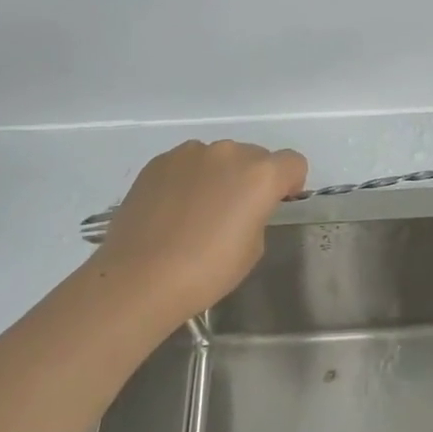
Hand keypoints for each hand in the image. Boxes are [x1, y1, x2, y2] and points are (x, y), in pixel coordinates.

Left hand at [81, 139, 307, 329]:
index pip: (293, 163)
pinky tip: (173, 209)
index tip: (275, 204)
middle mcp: (229, 153)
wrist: (140, 278)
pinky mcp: (159, 161)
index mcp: (261, 175)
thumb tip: (242, 207)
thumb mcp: (253, 248)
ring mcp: (190, 153)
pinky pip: (187, 163)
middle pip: (255, 156)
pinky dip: (189, 179)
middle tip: (234, 212)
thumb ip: (257, 214)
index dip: (290, 183)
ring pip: (219, 157)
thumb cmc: (207, 271)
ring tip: (198, 211)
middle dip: (252, 178)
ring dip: (220, 175)